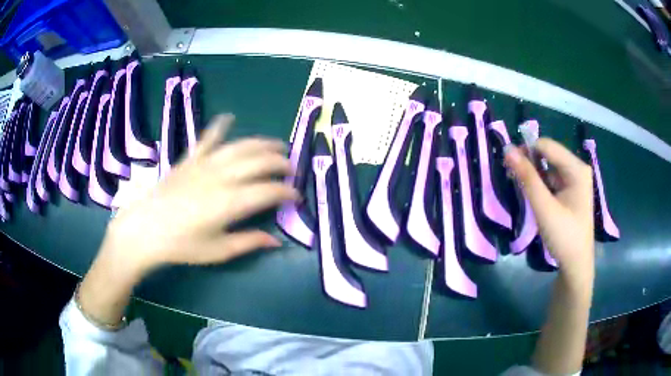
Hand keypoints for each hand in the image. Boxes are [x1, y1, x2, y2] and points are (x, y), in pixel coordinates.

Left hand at [101, 114, 298, 277]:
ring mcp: (204, 164)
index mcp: (230, 203)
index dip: (287, 192)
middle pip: (259, 161)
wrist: (145, 230)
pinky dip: (219, 126)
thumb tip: (276, 241)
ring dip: (262, 143)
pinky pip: (208, 138)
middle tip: (291, 168)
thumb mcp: (218, 251)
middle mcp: (222, 177)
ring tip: (277, 144)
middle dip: (280, 162)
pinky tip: (229, 117)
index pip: (269, 191)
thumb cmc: (181, 246)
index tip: (296, 196)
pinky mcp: (190, 159)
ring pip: (240, 146)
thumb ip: (248, 242)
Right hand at [504, 138, 594, 287]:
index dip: (526, 151)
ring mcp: (575, 180)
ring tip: (520, 188)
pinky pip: (552, 178)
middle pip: (548, 154)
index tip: (508, 166)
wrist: (576, 265)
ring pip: (548, 167)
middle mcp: (577, 169)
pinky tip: (531, 194)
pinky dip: (539, 183)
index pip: (547, 146)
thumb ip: (527, 178)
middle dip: (529, 163)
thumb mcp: (544, 208)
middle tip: (512, 178)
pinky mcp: (571, 191)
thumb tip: (507, 149)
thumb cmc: (564, 237)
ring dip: (533, 174)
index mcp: (577, 169)